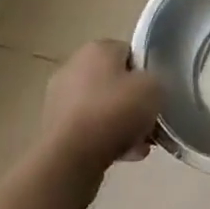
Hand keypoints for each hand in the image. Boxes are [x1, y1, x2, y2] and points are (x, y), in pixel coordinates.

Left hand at [38, 40, 162, 208]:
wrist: (70, 159)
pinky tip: (125, 156)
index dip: (146, 72)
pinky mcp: (53, 131)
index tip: (156, 92)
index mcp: (96, 49)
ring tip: (141, 144)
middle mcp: (73, 68)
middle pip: (115, 82)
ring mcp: (59, 101)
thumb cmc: (114, 111)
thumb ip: (156, 81)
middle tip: (150, 119)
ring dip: (121, 124)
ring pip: (102, 109)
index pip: (129, 52)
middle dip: (133, 102)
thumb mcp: (155, 87)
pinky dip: (105, 140)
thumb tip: (148, 88)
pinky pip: (88, 130)